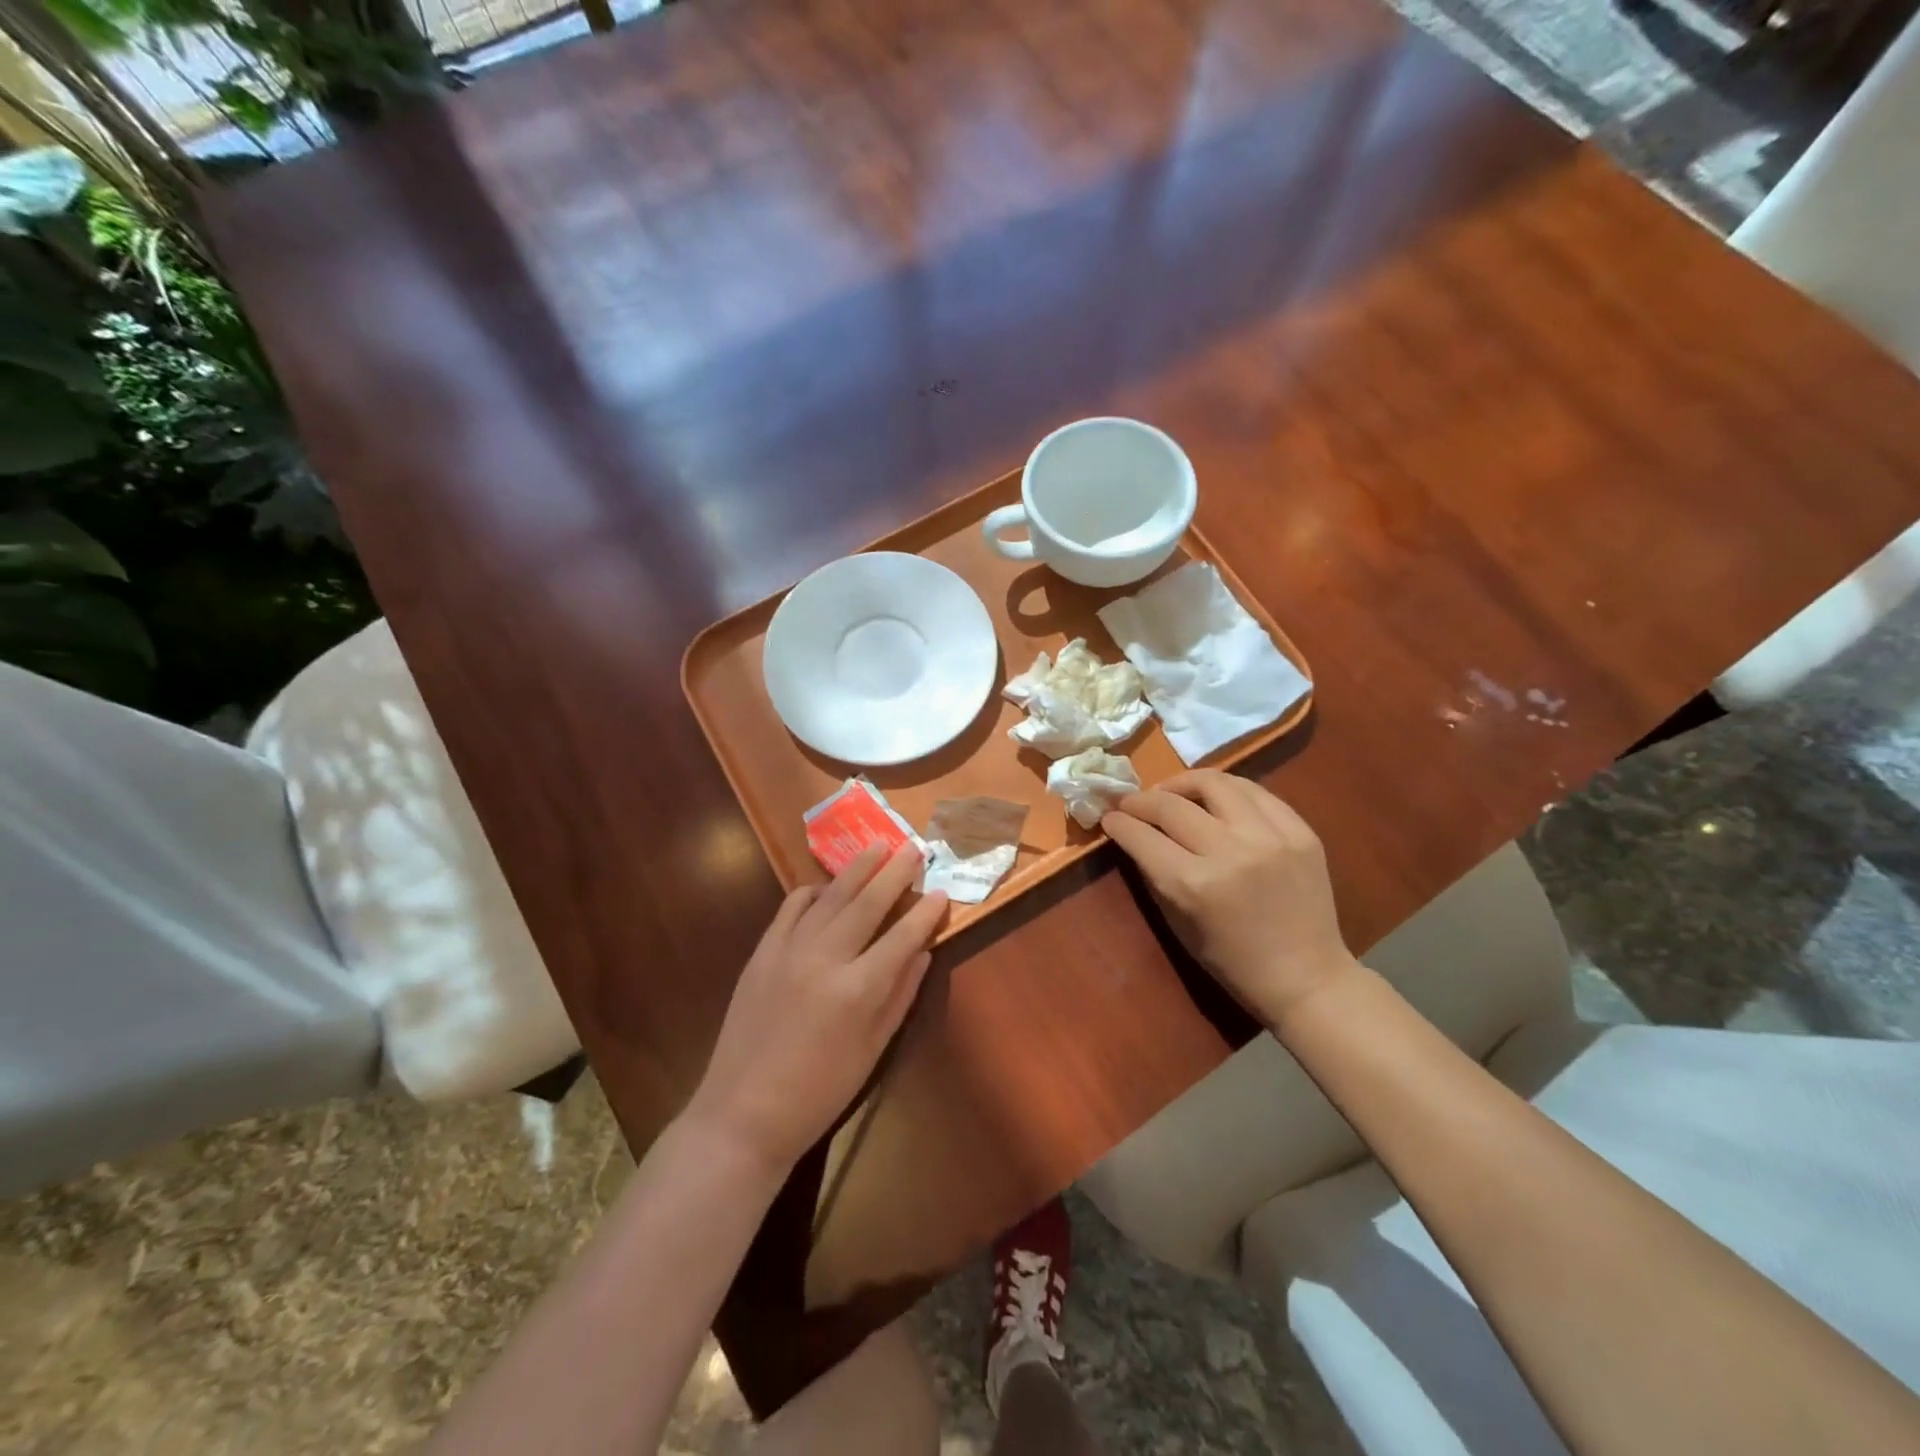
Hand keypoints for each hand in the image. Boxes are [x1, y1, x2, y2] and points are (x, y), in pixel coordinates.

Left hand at [687, 845, 946, 1173]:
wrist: (743, 1112)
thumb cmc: (819, 1091)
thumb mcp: (871, 1050)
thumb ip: (900, 996)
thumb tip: (923, 952)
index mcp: (858, 989)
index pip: (902, 937)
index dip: (925, 912)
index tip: (941, 891)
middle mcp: (825, 959)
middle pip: (867, 904)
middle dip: (894, 873)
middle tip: (913, 848)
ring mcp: (788, 951)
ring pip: (830, 897)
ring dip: (856, 869)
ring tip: (877, 844)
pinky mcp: (762, 953)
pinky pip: (790, 908)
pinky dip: (812, 891)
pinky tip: (825, 886)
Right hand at [1102, 770, 1358, 1026]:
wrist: (1305, 977)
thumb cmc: (1231, 961)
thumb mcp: (1177, 923)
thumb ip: (1154, 873)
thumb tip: (1134, 835)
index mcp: (1194, 884)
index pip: (1142, 836)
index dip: (1118, 822)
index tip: (1110, 817)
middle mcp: (1230, 851)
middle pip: (1171, 804)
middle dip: (1141, 800)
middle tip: (1131, 803)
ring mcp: (1270, 837)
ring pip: (1214, 782)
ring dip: (1182, 783)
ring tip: (1172, 793)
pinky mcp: (1300, 831)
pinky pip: (1255, 791)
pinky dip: (1226, 790)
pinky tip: (1215, 799)